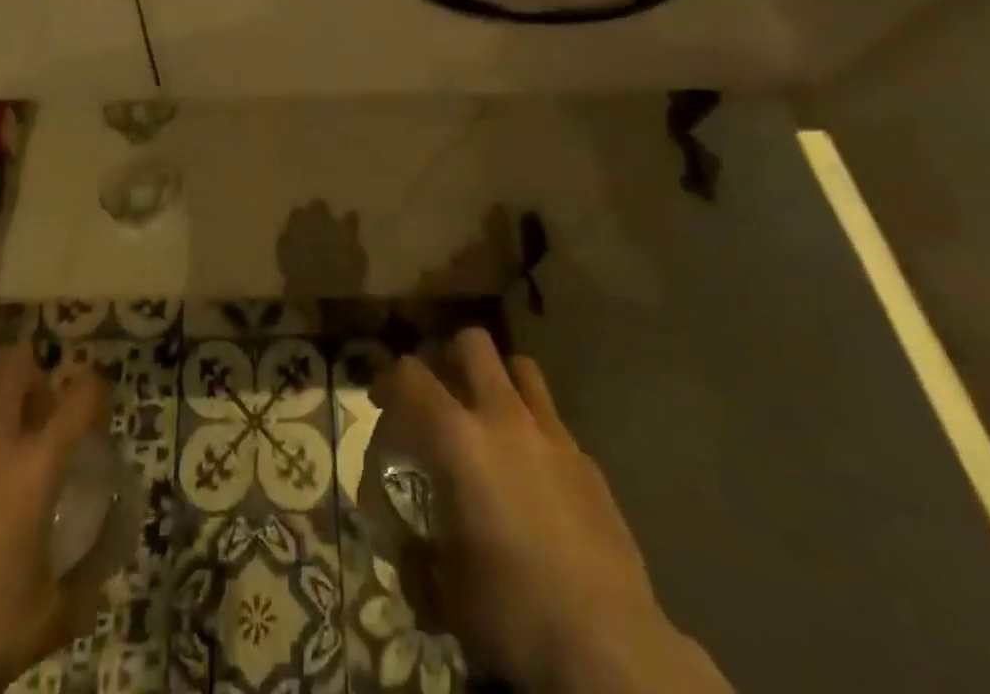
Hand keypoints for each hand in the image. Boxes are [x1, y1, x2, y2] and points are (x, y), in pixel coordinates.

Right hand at [373, 329, 732, 693]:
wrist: (609, 644)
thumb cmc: (514, 612)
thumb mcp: (445, 595)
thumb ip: (417, 559)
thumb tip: (408, 549)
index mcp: (459, 440)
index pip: (410, 376)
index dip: (388, 379)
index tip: (380, 400)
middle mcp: (503, 419)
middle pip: (472, 344)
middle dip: (449, 356)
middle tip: (439, 392)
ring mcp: (552, 434)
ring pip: (520, 367)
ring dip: (497, 379)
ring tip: (487, 414)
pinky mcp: (587, 460)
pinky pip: (552, 420)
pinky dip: (533, 429)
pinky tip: (534, 473)